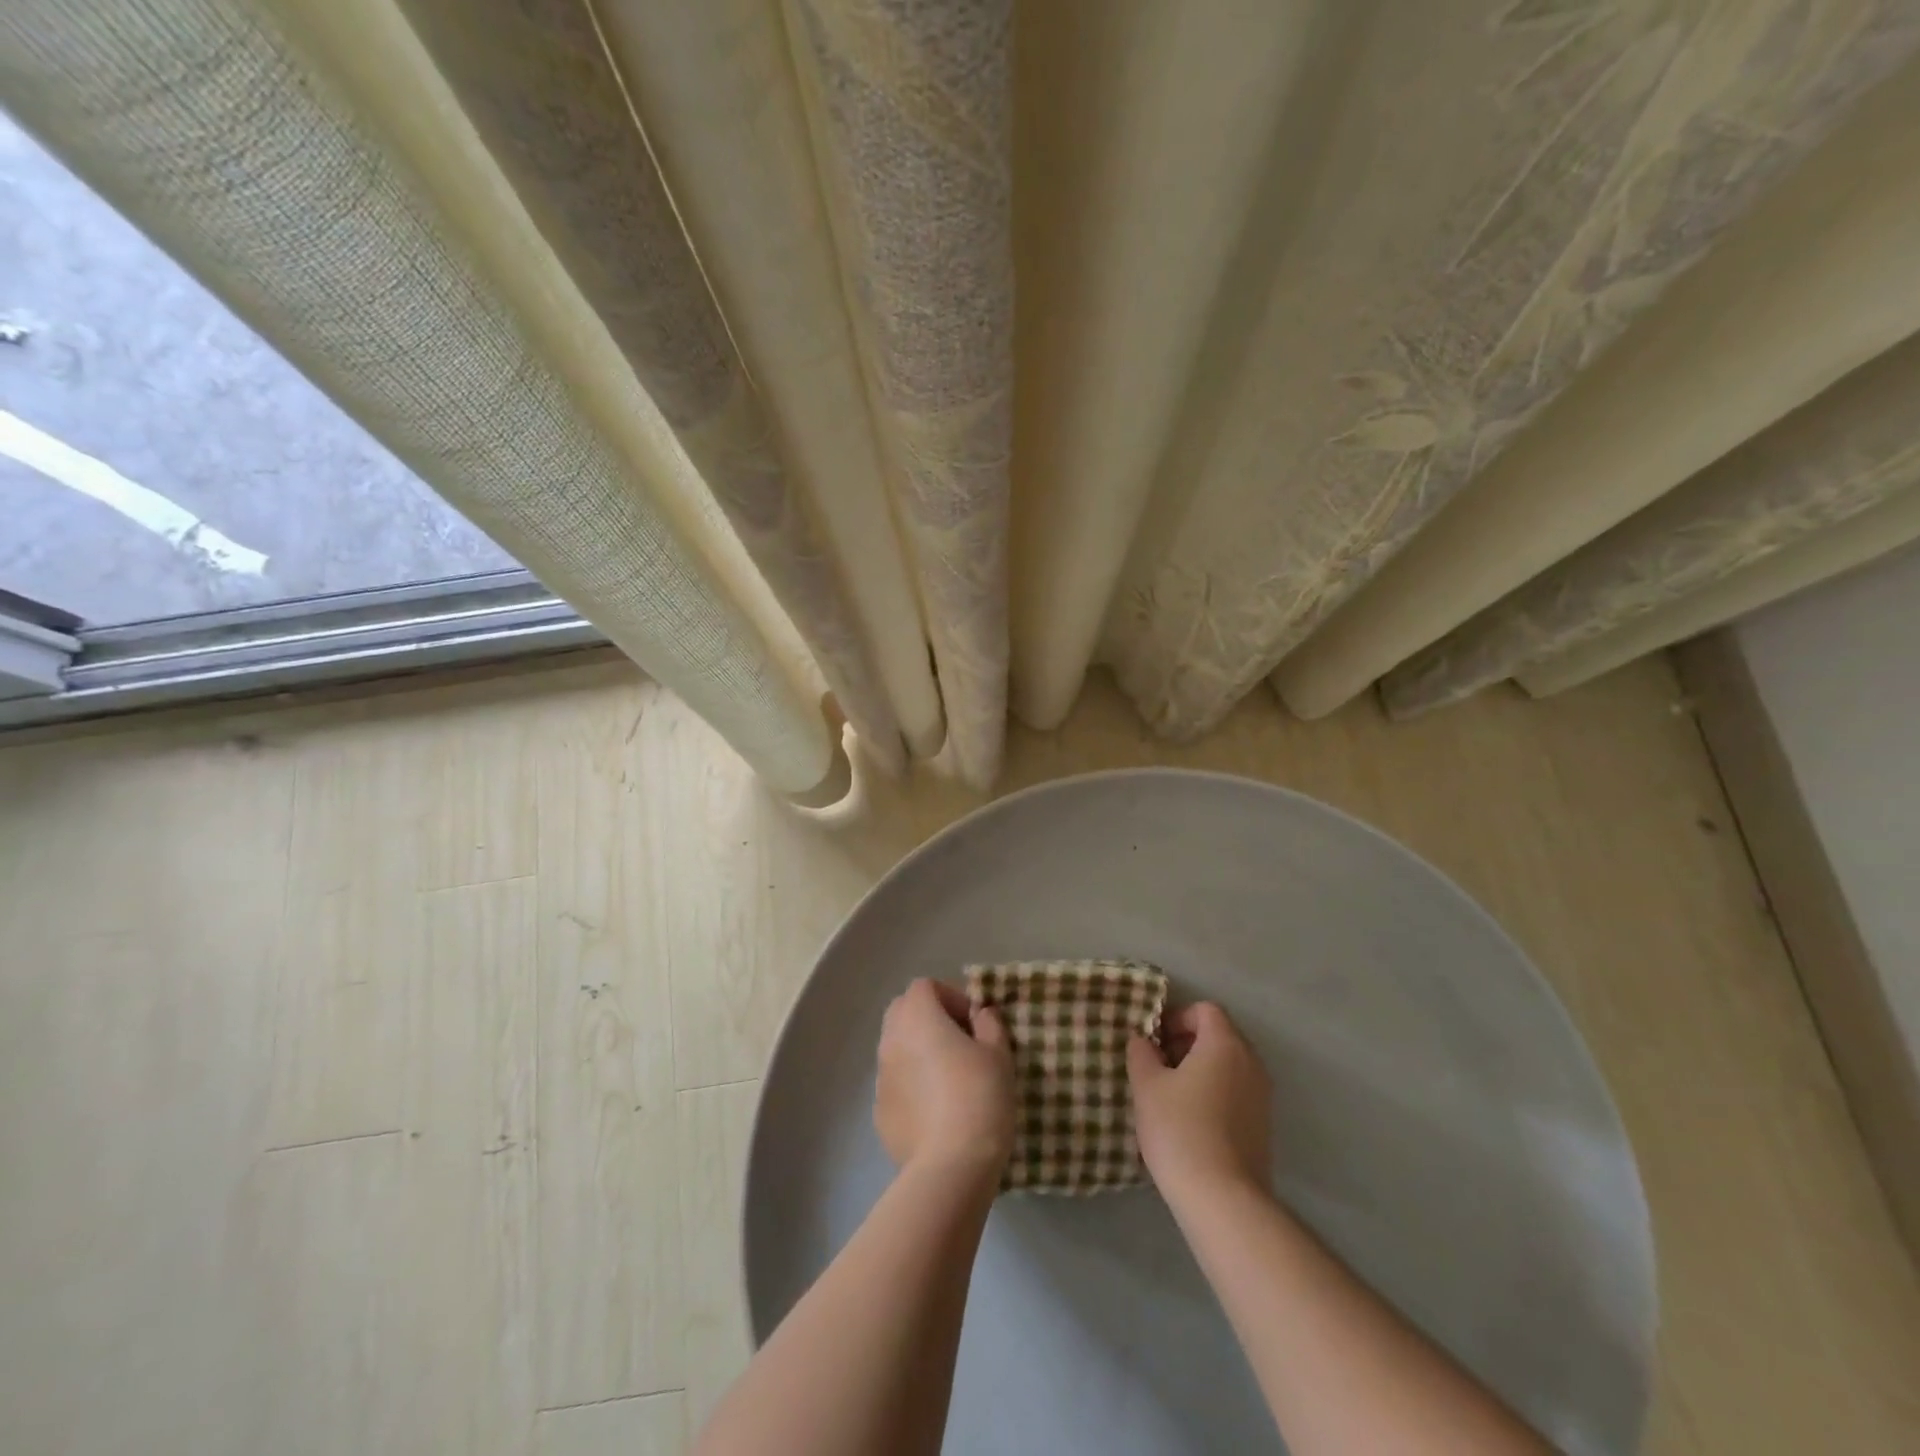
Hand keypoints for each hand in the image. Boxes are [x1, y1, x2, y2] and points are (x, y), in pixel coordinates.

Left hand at [874, 979, 1014, 1179]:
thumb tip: (980, 1015)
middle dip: (929, 1019)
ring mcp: (881, 1077)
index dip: (951, 997)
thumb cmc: (979, 1097)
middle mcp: (891, 1039)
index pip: (925, 987)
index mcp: (918, 1017)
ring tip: (950, 1079)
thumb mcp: (998, 1054)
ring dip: (919, 1052)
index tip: (974, 1023)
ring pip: (897, 1048)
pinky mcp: (879, 1112)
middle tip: (960, 1043)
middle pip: (903, 1011)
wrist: (951, 1166)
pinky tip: (937, 1111)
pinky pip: (896, 1083)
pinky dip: (912, 1085)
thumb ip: (989, 1024)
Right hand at [1128, 1002, 1272, 1201]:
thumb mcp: (1146, 1085)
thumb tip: (1143, 1041)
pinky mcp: (1263, 1126)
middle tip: (1156, 1066)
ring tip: (1168, 1096)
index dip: (1176, 1018)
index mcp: (1225, 1044)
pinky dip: (1213, 1093)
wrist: (1223, 1199)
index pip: (1204, 1010)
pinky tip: (1189, 1122)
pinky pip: (1235, 1092)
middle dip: (1185, 1044)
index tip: (1153, 1042)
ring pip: (1227, 1066)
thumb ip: (1141, 1053)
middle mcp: (1251, 1063)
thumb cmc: (1180, 1130)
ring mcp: (1262, 1096)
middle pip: (1218, 1035)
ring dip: (1198, 1070)